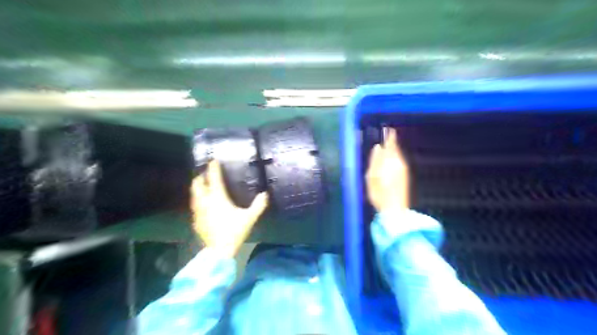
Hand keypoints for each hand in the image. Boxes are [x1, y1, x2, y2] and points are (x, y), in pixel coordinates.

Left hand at [191, 161, 267, 257]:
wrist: (219, 250)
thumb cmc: (234, 231)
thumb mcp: (249, 218)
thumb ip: (258, 205)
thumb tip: (265, 194)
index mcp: (217, 198)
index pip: (214, 178)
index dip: (213, 168)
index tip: (213, 160)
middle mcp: (205, 201)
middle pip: (197, 184)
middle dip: (200, 176)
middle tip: (206, 173)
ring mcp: (198, 211)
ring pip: (193, 195)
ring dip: (197, 188)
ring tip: (203, 186)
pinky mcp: (196, 220)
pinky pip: (194, 206)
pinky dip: (198, 201)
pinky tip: (203, 205)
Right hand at [364, 128, 409, 210]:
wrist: (395, 210)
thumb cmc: (380, 194)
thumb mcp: (372, 177)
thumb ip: (375, 161)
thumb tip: (378, 147)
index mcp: (390, 162)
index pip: (390, 146)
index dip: (390, 138)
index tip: (389, 129)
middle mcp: (398, 163)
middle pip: (395, 149)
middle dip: (392, 142)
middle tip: (389, 133)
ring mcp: (403, 170)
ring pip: (398, 155)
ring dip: (394, 149)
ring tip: (389, 144)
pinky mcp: (404, 176)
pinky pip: (400, 161)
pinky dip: (395, 156)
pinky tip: (392, 158)